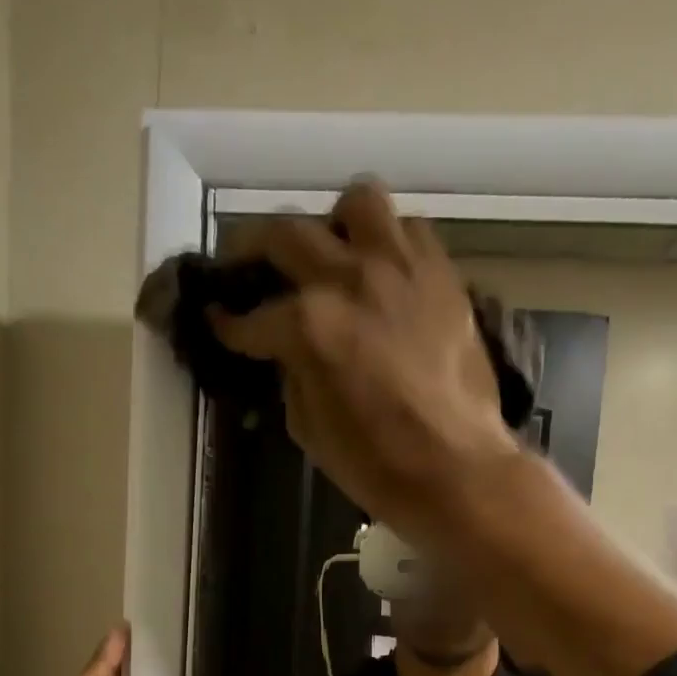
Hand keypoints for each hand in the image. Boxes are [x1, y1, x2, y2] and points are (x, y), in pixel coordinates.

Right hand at [212, 181, 518, 539]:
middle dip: (253, 249)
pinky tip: (383, 274)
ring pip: (358, 204)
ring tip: (332, 255)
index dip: (229, 324)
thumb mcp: (311, 430)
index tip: (218, 322)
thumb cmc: (377, 466)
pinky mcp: (443, 276)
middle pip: (287, 234)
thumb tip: (290, 354)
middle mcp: (351, 278)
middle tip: (247, 266)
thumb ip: (293, 377)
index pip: (253, 317)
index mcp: (310, 325)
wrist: (457, 471)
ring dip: (334, 226)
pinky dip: (388, 243)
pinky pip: (410, 231)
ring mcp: (402, 269)